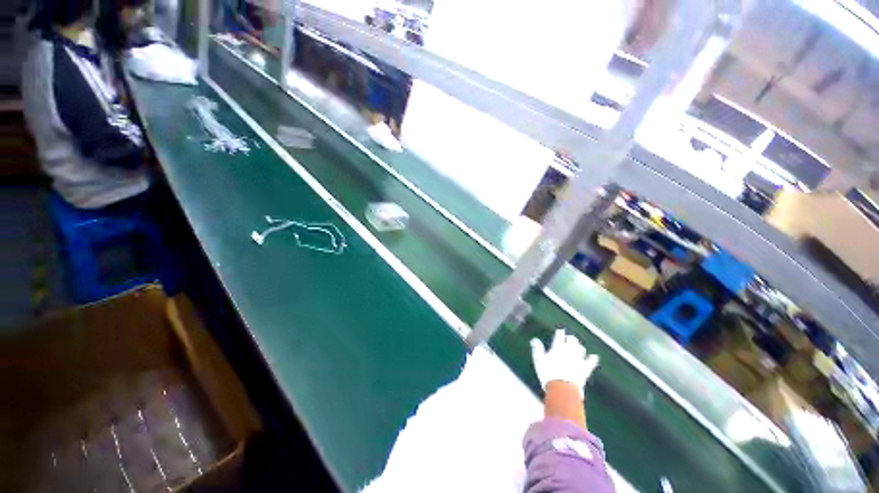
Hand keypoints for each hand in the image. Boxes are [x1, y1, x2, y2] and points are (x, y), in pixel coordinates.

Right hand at [530, 329, 598, 395]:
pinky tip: (594, 356)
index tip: (559, 331)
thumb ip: (537, 349)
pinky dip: (592, 359)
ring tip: (578, 346)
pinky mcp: (585, 369)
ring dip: (579, 346)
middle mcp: (569, 351)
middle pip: (572, 340)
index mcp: (557, 347)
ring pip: (581, 349)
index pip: (559, 336)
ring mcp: (578, 359)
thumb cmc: (548, 374)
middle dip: (570, 338)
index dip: (559, 333)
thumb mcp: (538, 361)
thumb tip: (535, 340)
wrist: (563, 389)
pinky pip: (590, 362)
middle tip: (569, 337)